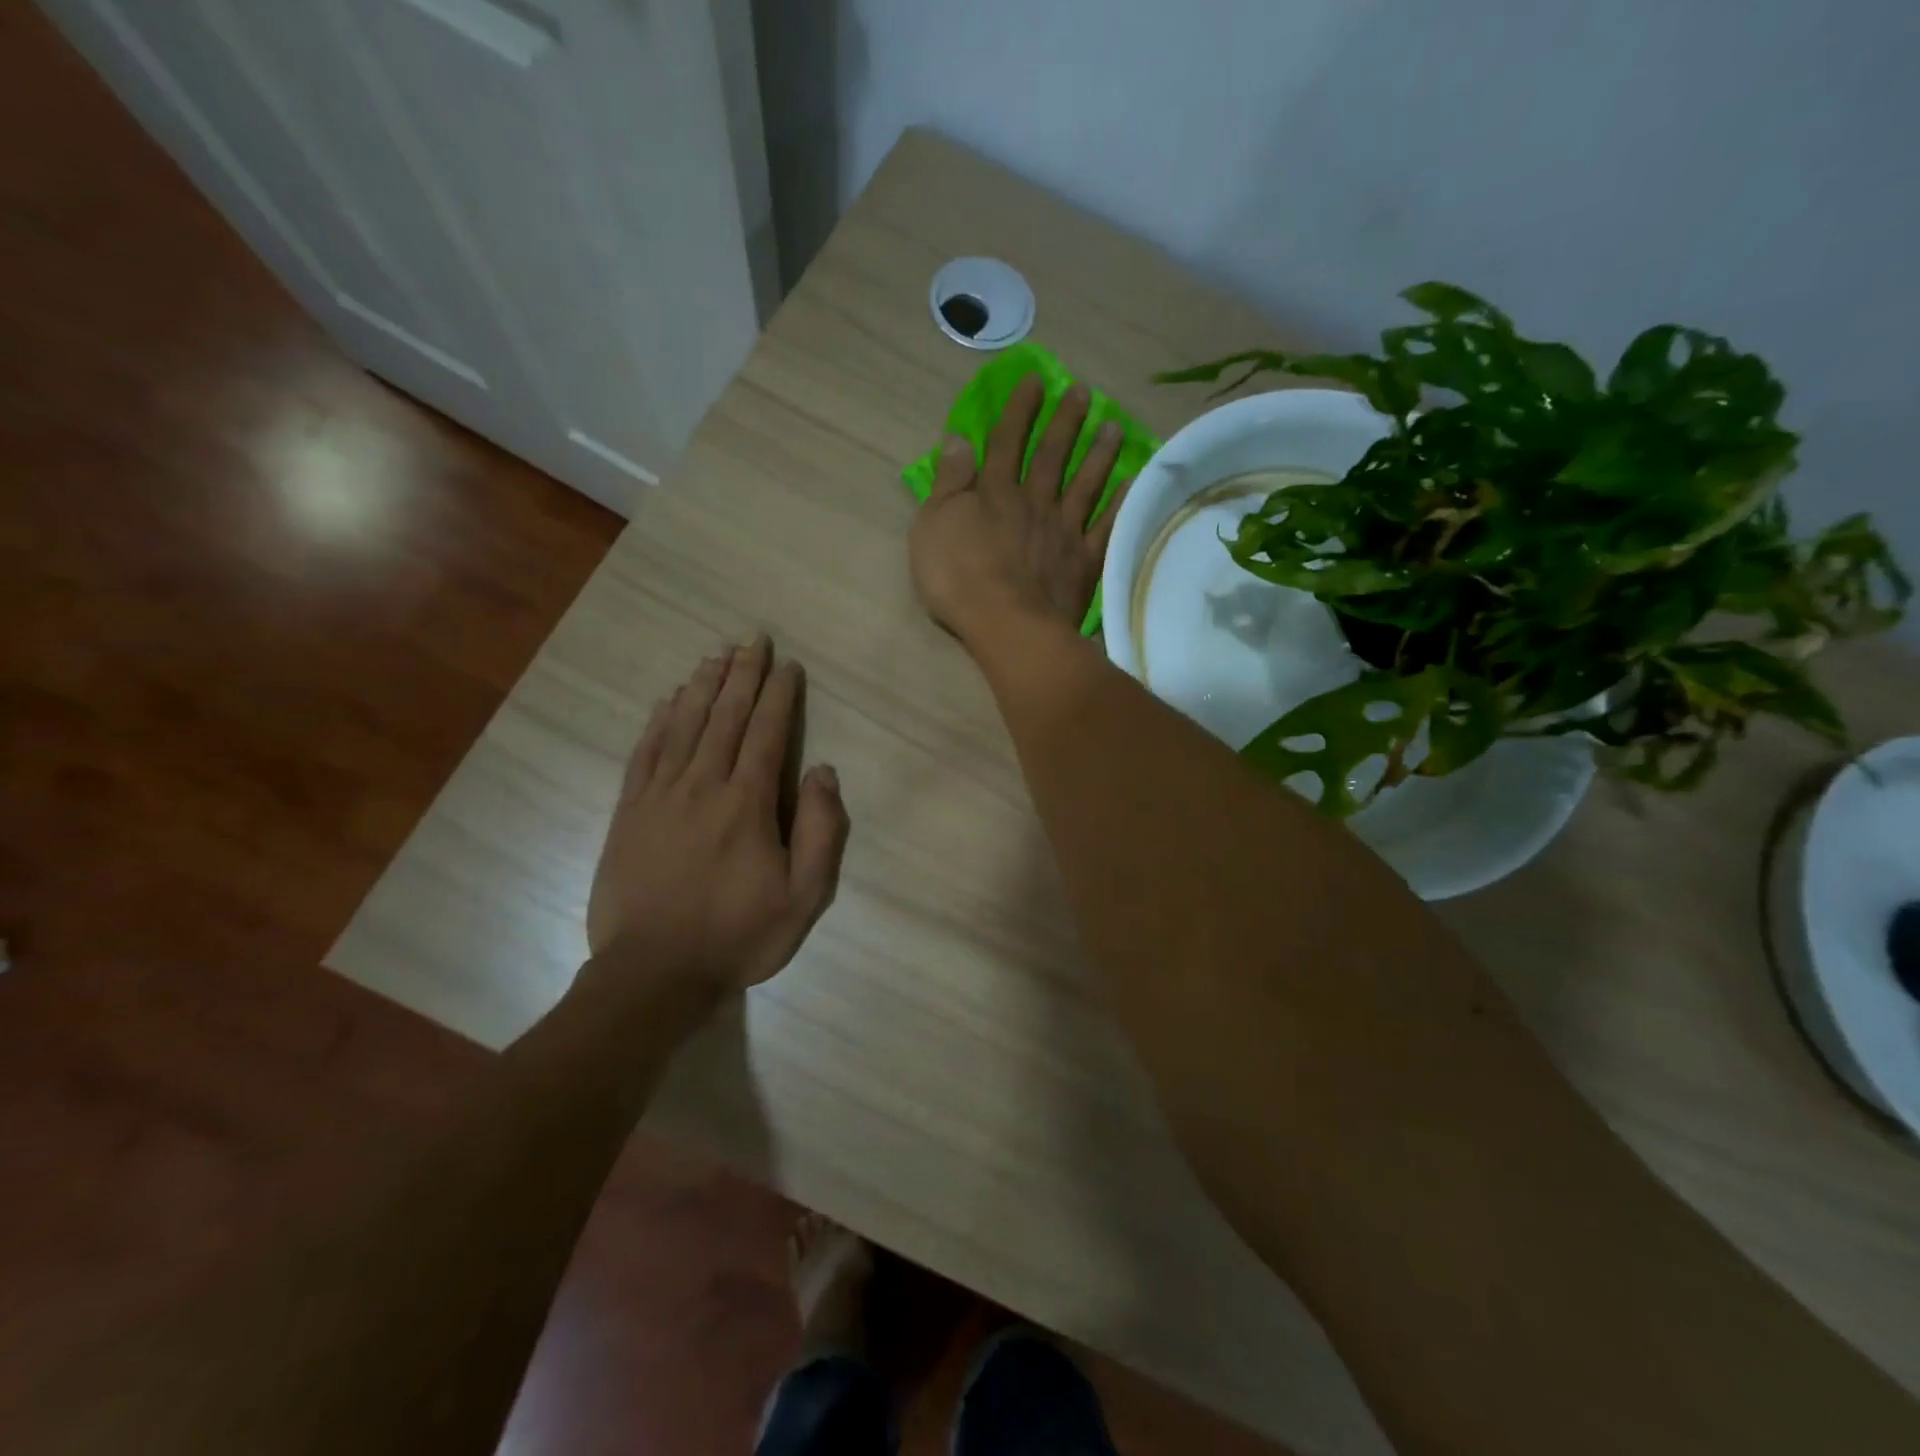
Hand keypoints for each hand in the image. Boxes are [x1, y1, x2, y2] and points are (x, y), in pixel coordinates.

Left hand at [585, 638, 849, 998]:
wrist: (653, 973)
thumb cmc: (737, 935)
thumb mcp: (803, 896)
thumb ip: (820, 830)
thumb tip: (824, 771)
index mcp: (747, 802)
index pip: (767, 732)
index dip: (779, 694)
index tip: (788, 664)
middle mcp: (703, 784)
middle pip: (725, 716)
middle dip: (742, 674)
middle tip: (753, 639)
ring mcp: (660, 795)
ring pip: (684, 725)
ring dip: (702, 686)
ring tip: (716, 655)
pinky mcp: (630, 811)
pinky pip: (645, 752)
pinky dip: (659, 721)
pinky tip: (667, 701)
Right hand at [909, 376, 1129, 645]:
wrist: (1006, 625)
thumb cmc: (958, 578)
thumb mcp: (932, 526)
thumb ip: (948, 482)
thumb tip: (958, 439)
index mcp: (994, 493)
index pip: (1007, 442)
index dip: (1020, 410)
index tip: (1036, 380)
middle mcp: (1034, 503)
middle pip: (1051, 456)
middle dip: (1066, 422)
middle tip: (1084, 393)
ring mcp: (1063, 532)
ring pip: (1084, 485)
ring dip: (1098, 454)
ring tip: (1113, 426)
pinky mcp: (1083, 562)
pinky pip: (1105, 527)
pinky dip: (1119, 504)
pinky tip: (1131, 484)